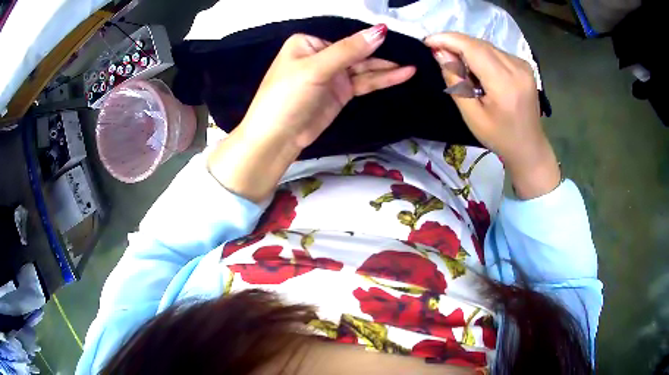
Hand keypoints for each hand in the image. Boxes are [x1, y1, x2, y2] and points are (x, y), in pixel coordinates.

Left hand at [241, 24, 415, 149]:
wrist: (277, 138)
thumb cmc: (286, 96)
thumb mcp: (316, 69)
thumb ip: (349, 50)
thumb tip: (380, 30)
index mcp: (310, 43)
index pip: (345, 36)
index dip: (370, 37)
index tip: (397, 35)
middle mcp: (322, 55)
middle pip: (357, 51)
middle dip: (382, 53)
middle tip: (412, 52)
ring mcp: (333, 75)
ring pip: (364, 68)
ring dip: (387, 67)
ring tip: (412, 66)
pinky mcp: (341, 92)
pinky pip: (365, 82)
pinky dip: (382, 79)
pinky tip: (402, 74)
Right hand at [425, 33, 560, 198]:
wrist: (529, 147)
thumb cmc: (499, 137)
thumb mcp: (472, 115)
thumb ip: (456, 82)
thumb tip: (440, 53)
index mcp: (504, 83)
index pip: (473, 48)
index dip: (448, 39)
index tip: (427, 41)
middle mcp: (517, 68)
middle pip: (479, 44)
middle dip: (455, 43)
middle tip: (438, 53)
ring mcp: (523, 65)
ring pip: (487, 46)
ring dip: (468, 49)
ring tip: (456, 63)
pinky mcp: (524, 66)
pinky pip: (496, 52)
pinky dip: (481, 55)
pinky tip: (476, 69)